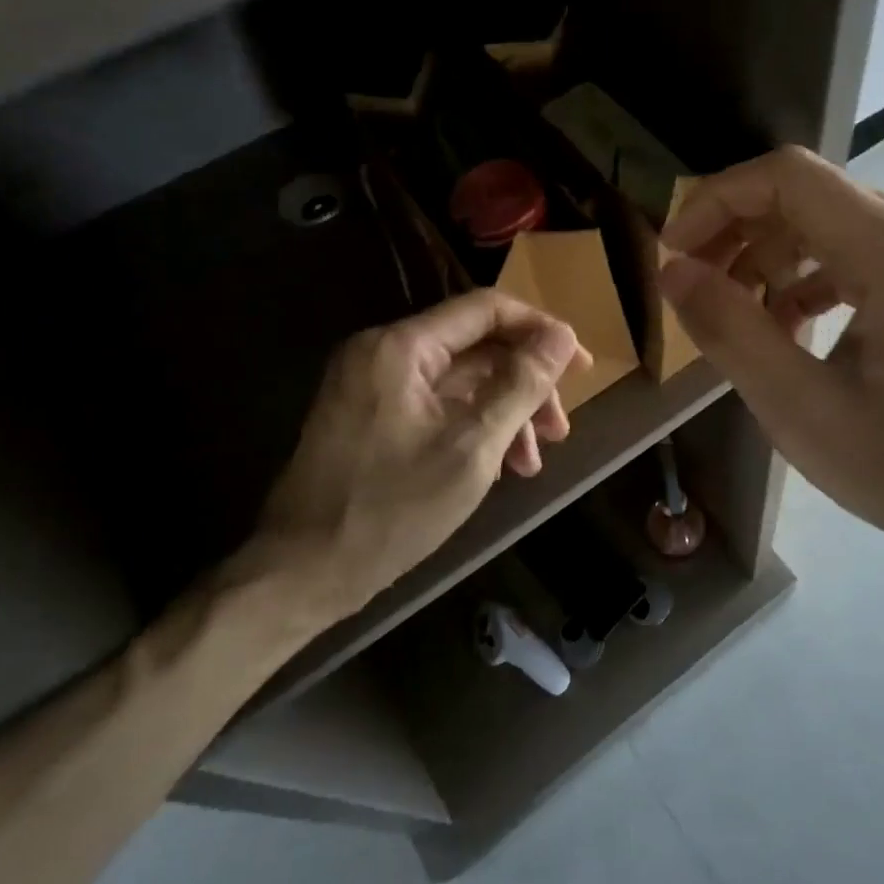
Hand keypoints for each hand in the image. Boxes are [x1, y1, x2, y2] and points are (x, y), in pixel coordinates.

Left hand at [247, 291, 583, 616]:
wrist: (302, 573)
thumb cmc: (391, 510)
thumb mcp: (472, 448)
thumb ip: (521, 385)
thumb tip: (563, 336)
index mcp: (402, 347)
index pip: (486, 309)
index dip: (540, 330)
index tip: (580, 366)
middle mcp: (385, 352)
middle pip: (476, 346)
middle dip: (525, 384)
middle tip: (561, 428)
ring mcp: (374, 384)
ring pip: (460, 380)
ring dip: (504, 411)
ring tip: (533, 461)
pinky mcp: (372, 415)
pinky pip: (437, 404)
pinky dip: (473, 426)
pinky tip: (499, 464)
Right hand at [657, 147, 883, 609]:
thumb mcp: (806, 413)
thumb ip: (732, 332)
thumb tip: (674, 272)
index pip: (788, 176)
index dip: (716, 201)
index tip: (674, 253)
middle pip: (811, 195)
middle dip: (738, 231)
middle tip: (694, 287)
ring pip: (837, 224)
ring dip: (774, 256)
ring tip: (737, 313)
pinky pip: (866, 256)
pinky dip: (814, 278)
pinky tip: (792, 327)